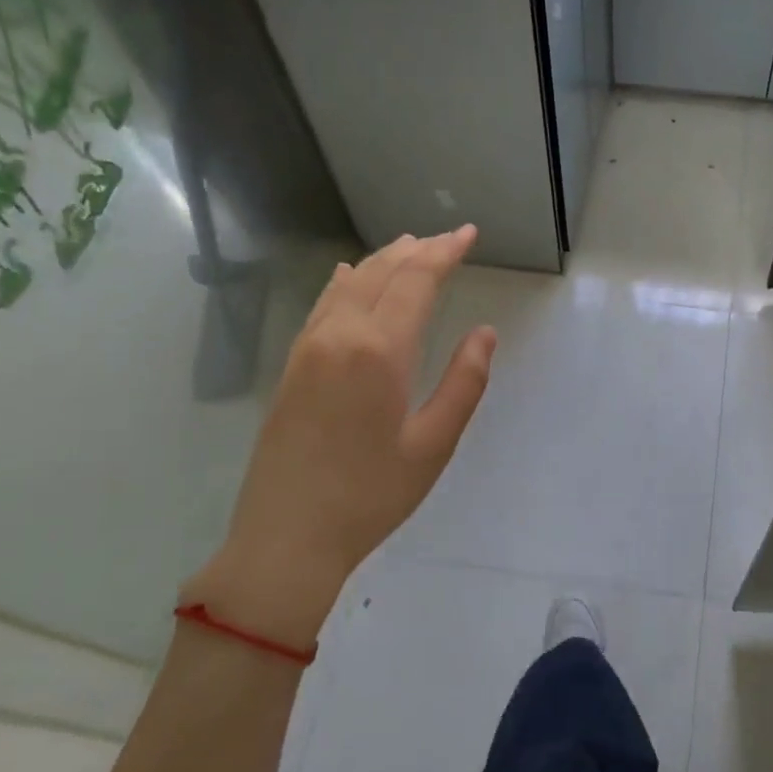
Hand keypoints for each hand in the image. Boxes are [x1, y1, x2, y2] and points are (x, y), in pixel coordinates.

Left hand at [182, 227, 496, 649]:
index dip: (444, 252)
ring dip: (383, 260)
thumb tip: (485, 333)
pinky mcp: (292, 366)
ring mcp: (308, 348)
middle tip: (448, 238)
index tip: (469, 234)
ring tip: (410, 246)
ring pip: (349, 284)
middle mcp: (340, 335)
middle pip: (381, 272)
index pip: (416, 281)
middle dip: (418, 249)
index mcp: (379, 350)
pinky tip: (350, 275)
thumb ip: (464, 382)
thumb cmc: (370, 496)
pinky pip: (323, 305)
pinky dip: (346, 282)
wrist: (286, 537)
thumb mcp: (434, 444)